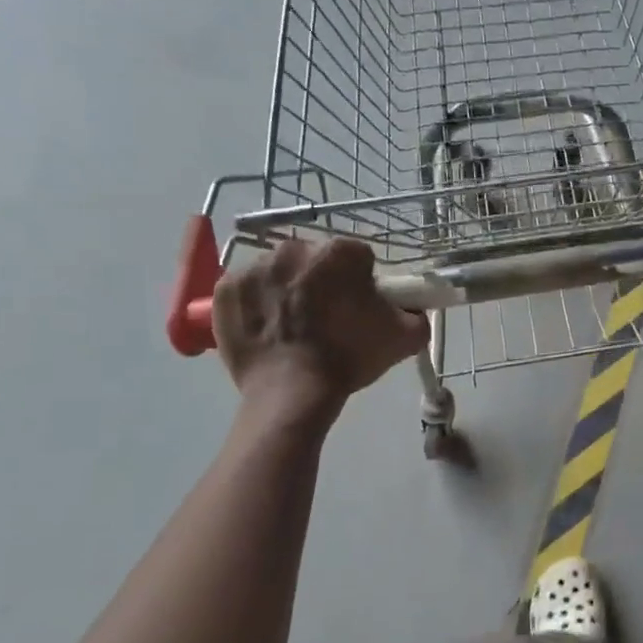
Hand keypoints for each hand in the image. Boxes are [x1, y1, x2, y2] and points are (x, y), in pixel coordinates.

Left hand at [212, 237, 429, 423]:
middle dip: (322, 281)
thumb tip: (413, 307)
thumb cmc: (349, 358)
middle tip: (327, 319)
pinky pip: (247, 289)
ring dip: (288, 290)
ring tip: (294, 327)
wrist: (293, 393)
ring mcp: (254, 267)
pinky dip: (256, 304)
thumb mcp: (405, 337)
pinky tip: (267, 329)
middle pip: (314, 260)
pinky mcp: (225, 289)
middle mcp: (294, 249)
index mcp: (338, 253)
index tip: (359, 307)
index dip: (361, 282)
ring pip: (279, 272)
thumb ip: (417, 313)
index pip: (357, 257)